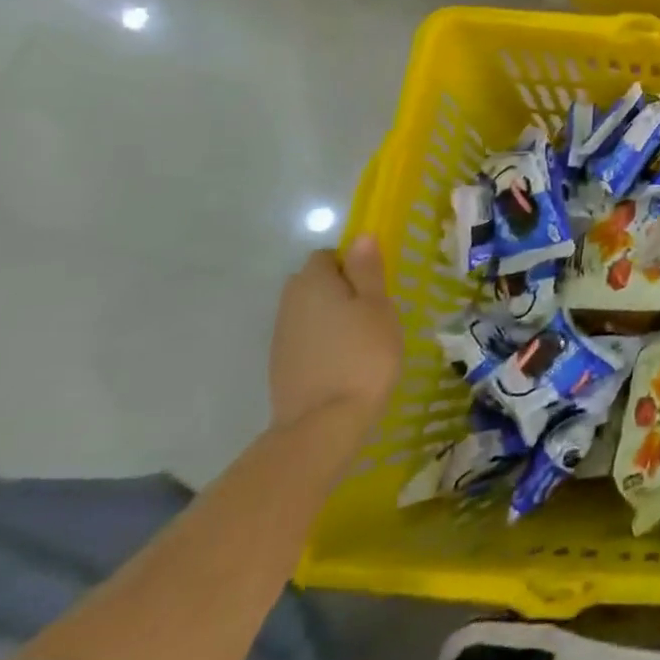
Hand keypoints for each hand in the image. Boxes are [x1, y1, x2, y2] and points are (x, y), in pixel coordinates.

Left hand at [269, 236, 401, 440]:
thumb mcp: (378, 305)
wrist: (324, 422)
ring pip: (309, 310)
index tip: (376, 284)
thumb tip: (360, 236)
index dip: (352, 263)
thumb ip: (367, 270)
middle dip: (340, 288)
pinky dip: (323, 341)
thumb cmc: (363, 354)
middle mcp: (289, 303)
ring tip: (363, 337)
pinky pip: (306, 337)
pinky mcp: (281, 364)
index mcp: (313, 282)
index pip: (327, 255)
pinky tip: (344, 360)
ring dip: (332, 315)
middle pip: (313, 282)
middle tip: (373, 309)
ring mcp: (281, 336)